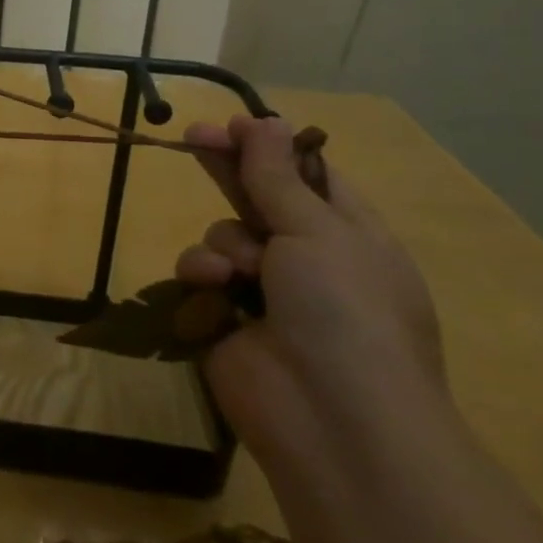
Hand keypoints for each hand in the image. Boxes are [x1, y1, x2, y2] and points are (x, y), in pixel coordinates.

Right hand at [175, 115, 446, 461]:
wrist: (334, 422)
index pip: (307, 175)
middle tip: (192, 137)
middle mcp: (308, 258)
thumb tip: (268, 120)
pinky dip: (202, 276)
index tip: (231, 124)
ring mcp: (266, 291)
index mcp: (350, 235)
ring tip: (236, 273)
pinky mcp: (225, 317)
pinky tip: (213, 291)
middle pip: (258, 197)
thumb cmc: (345, 311)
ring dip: (224, 244)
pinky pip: (201, 273)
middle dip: (227, 169)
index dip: (270, 146)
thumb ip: (276, 175)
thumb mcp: (317, 231)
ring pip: (223, 234)